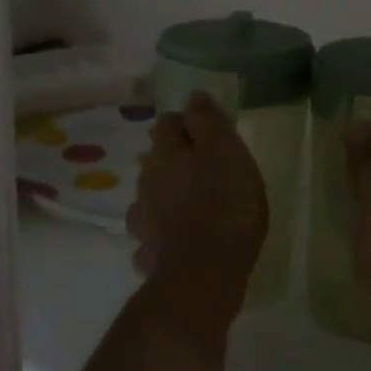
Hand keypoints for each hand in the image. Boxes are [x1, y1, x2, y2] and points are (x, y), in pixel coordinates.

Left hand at [126, 92, 268, 320]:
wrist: (205, 274)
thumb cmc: (224, 203)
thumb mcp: (226, 151)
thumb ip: (208, 121)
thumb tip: (193, 97)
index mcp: (164, 154)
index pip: (166, 124)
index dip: (186, 123)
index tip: (209, 131)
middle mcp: (146, 184)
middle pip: (157, 162)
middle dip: (176, 162)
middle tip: (207, 170)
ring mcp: (144, 223)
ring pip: (151, 200)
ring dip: (166, 199)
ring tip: (191, 207)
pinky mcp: (151, 257)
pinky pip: (156, 239)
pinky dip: (165, 237)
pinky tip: (180, 243)